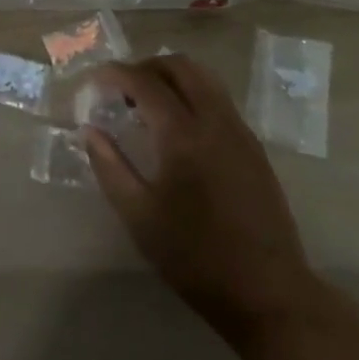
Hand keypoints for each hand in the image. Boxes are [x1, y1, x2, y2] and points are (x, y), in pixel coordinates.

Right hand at [85, 54, 316, 342]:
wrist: (268, 292)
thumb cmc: (196, 258)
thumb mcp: (140, 217)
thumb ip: (111, 167)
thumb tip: (90, 130)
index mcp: (183, 134)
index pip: (145, 82)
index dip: (116, 74)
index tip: (94, 80)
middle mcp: (215, 120)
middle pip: (180, 66)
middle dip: (146, 66)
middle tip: (121, 88)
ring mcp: (239, 130)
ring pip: (204, 78)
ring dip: (172, 77)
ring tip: (147, 103)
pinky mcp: (254, 146)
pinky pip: (219, 99)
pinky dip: (193, 94)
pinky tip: (179, 127)